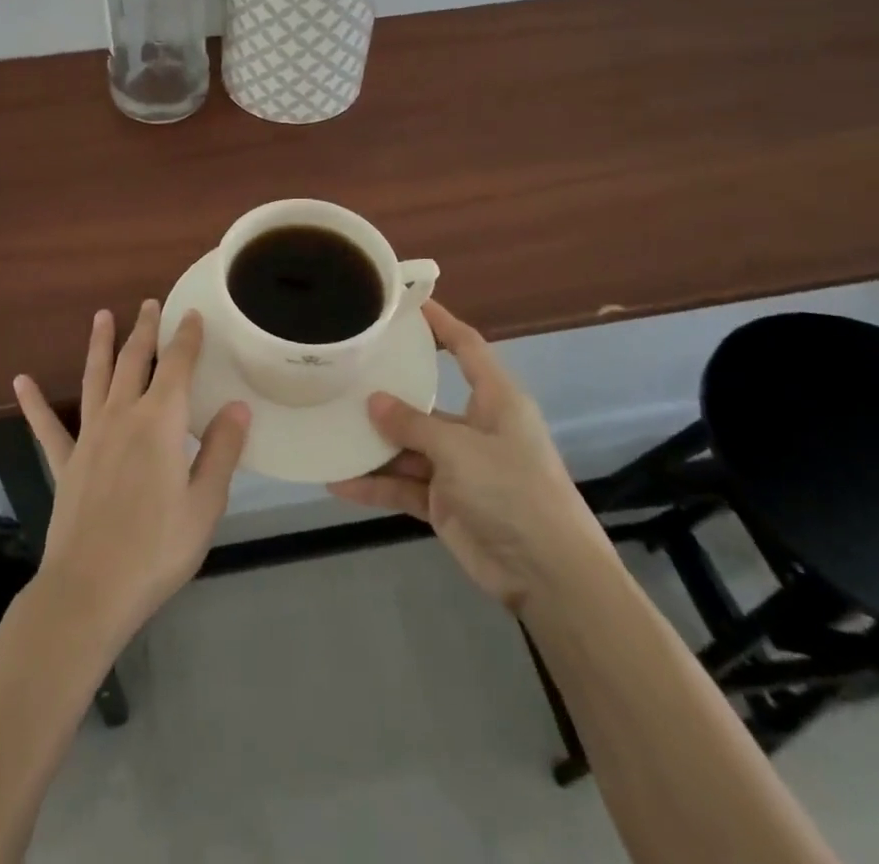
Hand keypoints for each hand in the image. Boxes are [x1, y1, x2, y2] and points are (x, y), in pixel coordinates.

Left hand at [13, 301, 250, 648]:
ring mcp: (89, 436)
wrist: (90, 589)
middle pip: (134, 360)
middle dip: (144, 329)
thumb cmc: (157, 548)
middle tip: (149, 303)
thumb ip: (221, 451)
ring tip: (101, 316)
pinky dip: (34, 402)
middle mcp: (122, 416)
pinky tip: (20, 381)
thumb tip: (238, 405)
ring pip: (95, 377)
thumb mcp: (204, 504)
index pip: (177, 366)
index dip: (186, 337)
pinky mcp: (66, 462)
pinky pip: (47, 426)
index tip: (191, 314)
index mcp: (159, 422)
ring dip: (99, 345)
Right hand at [329, 300, 608, 612]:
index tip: (407, 303)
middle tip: (345, 371)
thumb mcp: (461, 450)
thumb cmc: (513, 492)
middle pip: (425, 399)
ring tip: (329, 428)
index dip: (440, 323)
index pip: (466, 347)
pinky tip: (340, 482)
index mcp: (495, 401)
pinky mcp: (445, 502)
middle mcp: (475, 427)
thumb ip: (413, 424)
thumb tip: (373, 401)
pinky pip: (404, 485)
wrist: (549, 576)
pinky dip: (376, 485)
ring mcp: (459, 467)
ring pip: (408, 445)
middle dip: (388, 391)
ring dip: (374, 445)